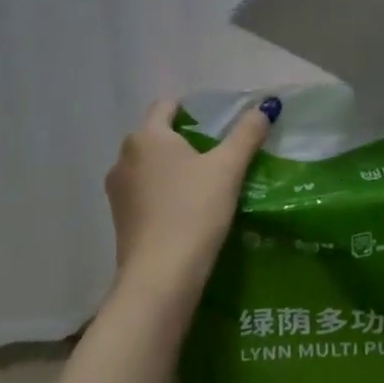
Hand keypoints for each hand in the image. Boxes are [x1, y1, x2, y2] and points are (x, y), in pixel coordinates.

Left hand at [104, 96, 278, 292]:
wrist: (161, 277)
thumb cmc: (194, 210)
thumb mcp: (229, 167)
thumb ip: (247, 133)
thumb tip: (266, 106)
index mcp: (146, 137)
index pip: (167, 105)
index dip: (193, 108)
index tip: (219, 123)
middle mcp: (124, 158)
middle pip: (158, 135)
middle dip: (186, 139)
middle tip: (220, 151)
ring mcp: (117, 192)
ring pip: (150, 165)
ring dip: (174, 167)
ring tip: (207, 181)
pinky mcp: (119, 220)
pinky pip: (145, 192)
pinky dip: (164, 192)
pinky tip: (189, 208)